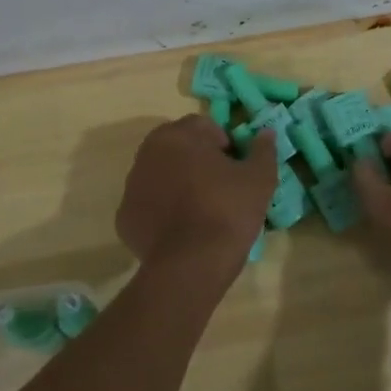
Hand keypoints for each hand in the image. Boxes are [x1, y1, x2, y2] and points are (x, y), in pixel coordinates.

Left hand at [116, 116, 277, 265]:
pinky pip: (148, 203)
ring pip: (160, 174)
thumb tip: (266, 133)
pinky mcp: (124, 216)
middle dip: (197, 159)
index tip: (236, 167)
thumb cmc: (228, 211)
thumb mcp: (260, 179)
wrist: (192, 265)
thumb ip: (263, 150)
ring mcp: (132, 185)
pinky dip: (162, 209)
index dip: (224, 144)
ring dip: (177, 182)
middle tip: (220, 186)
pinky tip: (181, 228)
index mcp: (179, 136)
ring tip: (201, 209)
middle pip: (178, 147)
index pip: (204, 126)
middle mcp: (148, 153)